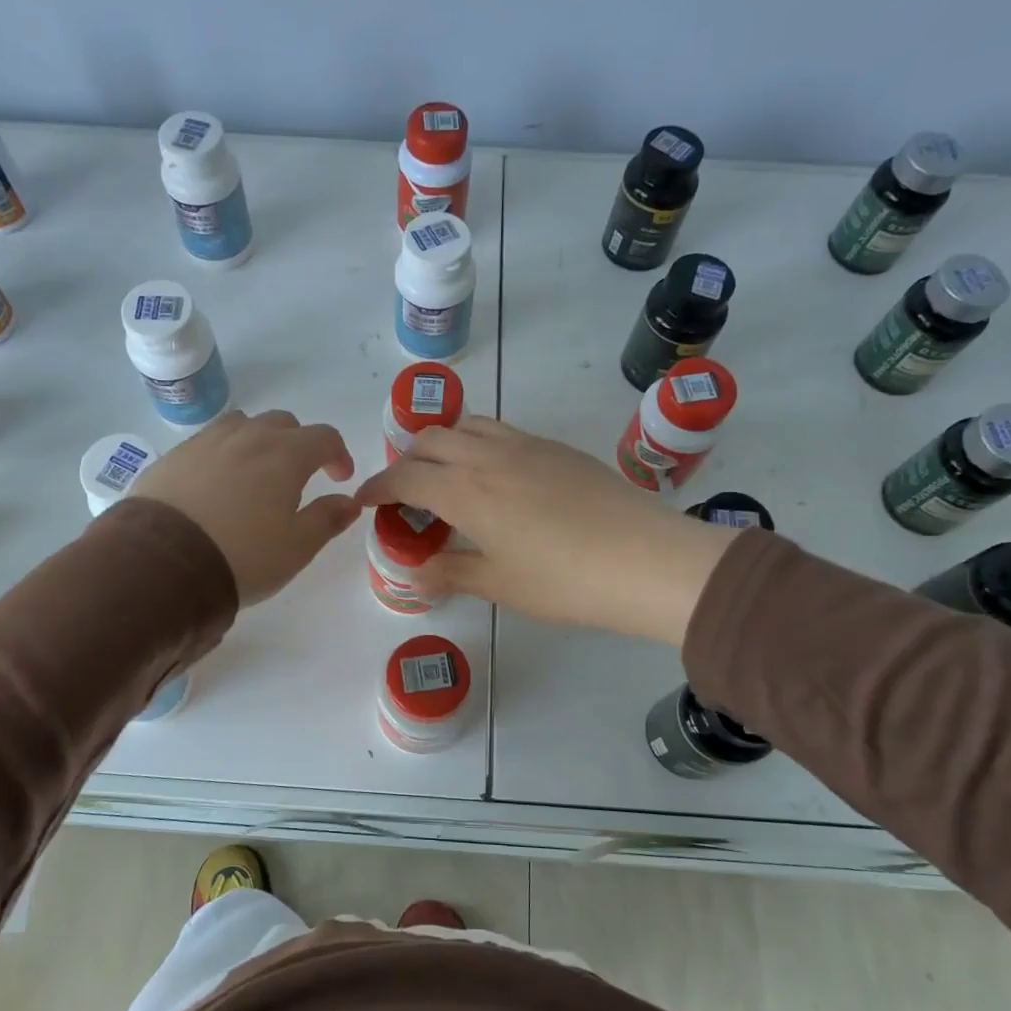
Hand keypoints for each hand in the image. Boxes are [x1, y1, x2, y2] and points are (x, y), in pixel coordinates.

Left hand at [135, 410, 360, 604]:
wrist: (163, 562)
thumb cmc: (244, 555)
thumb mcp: (297, 547)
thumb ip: (327, 519)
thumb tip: (349, 501)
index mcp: (286, 454)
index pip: (324, 437)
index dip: (338, 455)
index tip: (339, 478)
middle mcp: (248, 436)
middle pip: (283, 423)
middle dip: (299, 444)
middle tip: (299, 475)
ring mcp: (207, 441)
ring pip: (243, 425)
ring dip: (259, 441)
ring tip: (256, 473)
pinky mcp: (174, 456)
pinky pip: (209, 442)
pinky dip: (224, 454)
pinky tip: (217, 484)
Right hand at [355, 418, 735, 645]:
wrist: (646, 559)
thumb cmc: (565, 580)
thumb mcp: (500, 585)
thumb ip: (452, 573)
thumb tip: (416, 574)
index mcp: (466, 491)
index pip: (405, 477)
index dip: (378, 487)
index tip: (364, 501)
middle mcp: (489, 456)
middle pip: (431, 439)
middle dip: (406, 460)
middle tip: (405, 492)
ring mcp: (526, 446)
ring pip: (467, 425)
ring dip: (443, 443)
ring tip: (446, 474)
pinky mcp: (556, 448)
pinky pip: (501, 431)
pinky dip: (478, 443)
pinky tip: (494, 475)